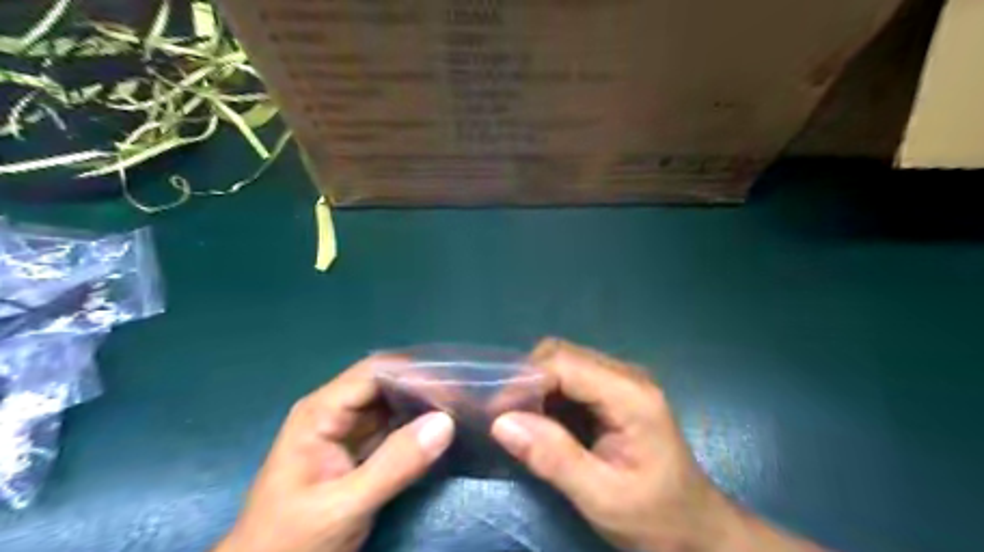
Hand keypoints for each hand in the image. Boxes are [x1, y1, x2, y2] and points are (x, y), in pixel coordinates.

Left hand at [216, 356, 453, 550]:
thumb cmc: (291, 540)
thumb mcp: (343, 506)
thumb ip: (394, 465)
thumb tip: (445, 422)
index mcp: (321, 412)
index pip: (374, 373)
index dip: (414, 373)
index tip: (453, 383)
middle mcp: (336, 411)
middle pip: (386, 383)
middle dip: (424, 386)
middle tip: (464, 394)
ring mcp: (349, 431)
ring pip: (393, 404)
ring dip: (425, 405)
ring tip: (462, 406)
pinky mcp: (361, 450)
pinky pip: (395, 428)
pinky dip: (419, 427)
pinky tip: (444, 429)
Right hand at [492, 338, 823, 550]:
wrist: (695, 527)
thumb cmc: (654, 517)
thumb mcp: (601, 497)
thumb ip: (553, 458)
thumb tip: (501, 423)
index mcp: (631, 396)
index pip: (564, 364)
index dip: (524, 381)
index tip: (496, 411)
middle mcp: (627, 376)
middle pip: (562, 354)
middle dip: (527, 380)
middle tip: (505, 417)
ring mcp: (622, 380)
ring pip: (564, 362)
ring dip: (536, 386)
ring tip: (519, 420)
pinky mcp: (615, 392)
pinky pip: (571, 378)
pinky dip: (549, 394)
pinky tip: (542, 421)